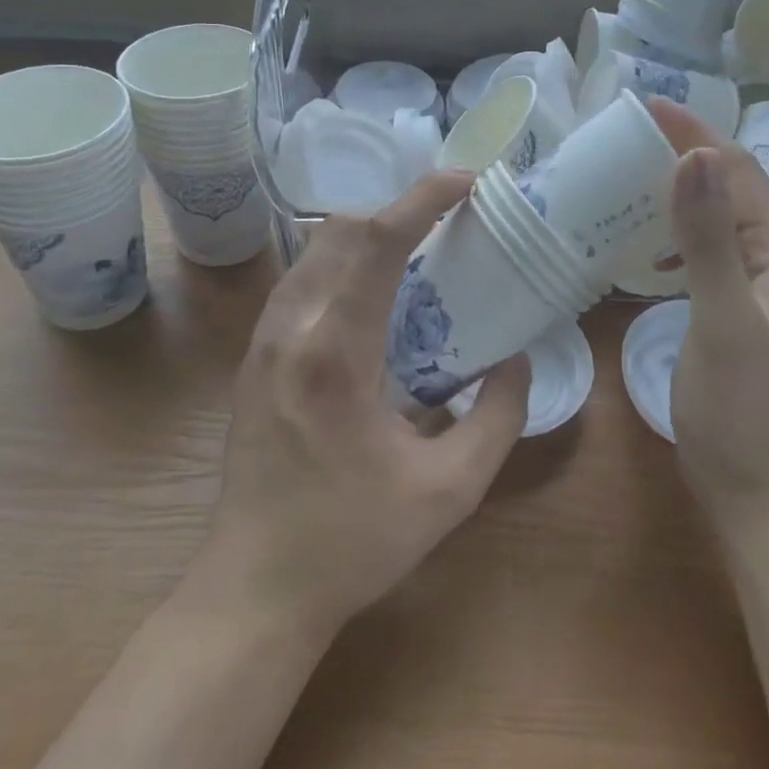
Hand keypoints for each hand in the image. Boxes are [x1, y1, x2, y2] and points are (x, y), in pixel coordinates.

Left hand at [200, 172, 530, 637]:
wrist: (254, 588)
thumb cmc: (353, 542)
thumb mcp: (450, 489)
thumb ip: (498, 417)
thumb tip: (514, 358)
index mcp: (336, 353)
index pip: (376, 243)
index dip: (422, 199)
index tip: (465, 181)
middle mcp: (290, 330)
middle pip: (339, 231)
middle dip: (398, 211)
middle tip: (449, 223)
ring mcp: (263, 341)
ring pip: (314, 251)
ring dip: (366, 235)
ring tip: (417, 253)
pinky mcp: (254, 357)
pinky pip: (301, 281)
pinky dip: (341, 264)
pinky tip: (374, 298)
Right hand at [646, 100, 768, 528]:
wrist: (758, 486)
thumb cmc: (743, 407)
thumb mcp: (723, 319)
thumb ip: (708, 240)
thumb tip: (693, 156)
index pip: (737, 169)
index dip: (693, 133)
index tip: (642, 105)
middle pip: (727, 184)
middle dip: (682, 153)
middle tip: (623, 135)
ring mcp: (755, 280)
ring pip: (713, 214)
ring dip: (674, 189)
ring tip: (625, 173)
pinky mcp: (731, 302)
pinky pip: (702, 246)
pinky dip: (671, 231)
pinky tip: (642, 241)